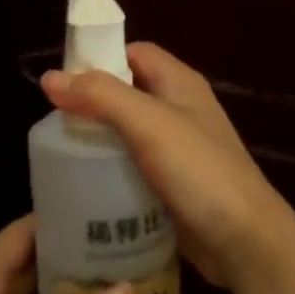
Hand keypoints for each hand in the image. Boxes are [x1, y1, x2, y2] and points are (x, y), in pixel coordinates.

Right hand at [41, 42, 294, 289]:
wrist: (244, 240)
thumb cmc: (198, 171)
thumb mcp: (148, 124)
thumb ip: (102, 96)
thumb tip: (50, 77)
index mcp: (179, 82)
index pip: (134, 52)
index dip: (100, 58)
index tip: (63, 81)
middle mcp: (180, 108)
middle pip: (129, 92)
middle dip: (94, 104)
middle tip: (57, 125)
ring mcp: (179, 149)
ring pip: (130, 132)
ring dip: (100, 140)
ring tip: (63, 156)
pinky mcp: (174, 184)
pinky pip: (135, 167)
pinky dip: (113, 171)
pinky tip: (88, 187)